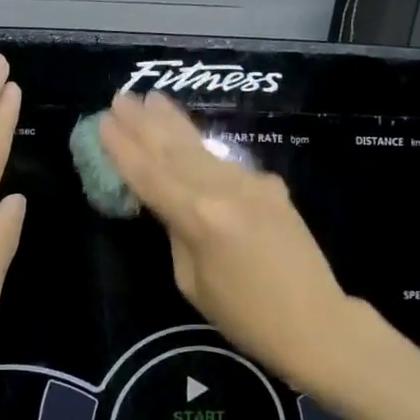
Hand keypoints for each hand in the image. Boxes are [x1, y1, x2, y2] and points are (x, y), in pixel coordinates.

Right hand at [99, 90, 358, 388]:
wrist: (316, 323)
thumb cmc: (245, 317)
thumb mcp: (192, 281)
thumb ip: (178, 233)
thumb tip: (172, 205)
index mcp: (199, 218)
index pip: (151, 175)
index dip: (124, 149)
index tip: (103, 123)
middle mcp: (225, 190)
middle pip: (175, 151)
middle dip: (144, 123)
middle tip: (120, 97)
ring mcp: (252, 183)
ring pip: (201, 148)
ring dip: (172, 123)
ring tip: (151, 99)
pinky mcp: (270, 187)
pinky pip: (224, 163)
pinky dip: (199, 146)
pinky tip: (186, 134)